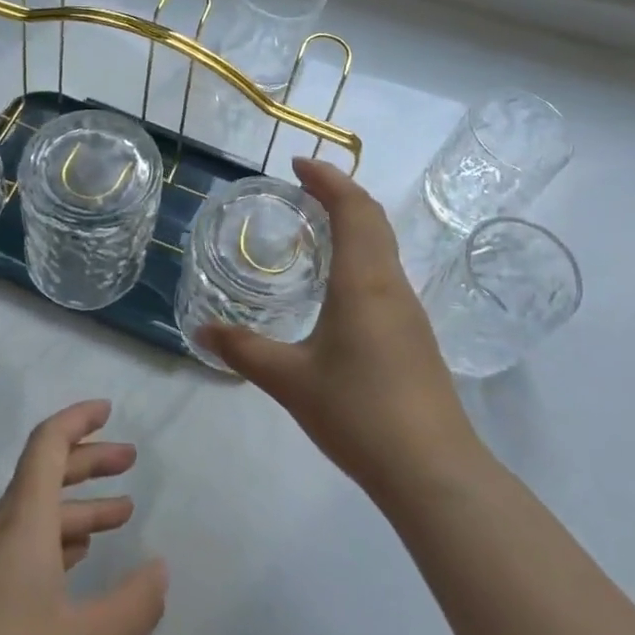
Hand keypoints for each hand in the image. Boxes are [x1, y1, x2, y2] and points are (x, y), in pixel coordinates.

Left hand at [0, 400, 165, 634]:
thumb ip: (133, 605)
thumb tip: (160, 569)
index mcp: (22, 526)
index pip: (47, 446)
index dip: (77, 420)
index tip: (109, 410)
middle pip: (44, 476)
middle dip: (88, 461)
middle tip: (130, 461)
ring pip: (35, 517)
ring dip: (77, 507)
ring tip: (120, 516)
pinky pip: (23, 550)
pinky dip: (57, 541)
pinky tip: (77, 566)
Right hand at [197, 159, 477, 500]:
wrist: (433, 471)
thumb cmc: (358, 412)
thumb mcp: (289, 380)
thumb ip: (243, 350)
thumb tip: (201, 332)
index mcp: (363, 281)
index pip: (352, 208)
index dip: (327, 179)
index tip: (297, 164)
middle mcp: (391, 284)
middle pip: (372, 218)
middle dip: (340, 192)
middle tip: (302, 187)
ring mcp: (409, 310)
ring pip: (384, 244)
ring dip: (354, 221)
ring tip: (317, 226)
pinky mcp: (415, 336)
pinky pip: (386, 271)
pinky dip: (363, 252)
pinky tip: (340, 282)